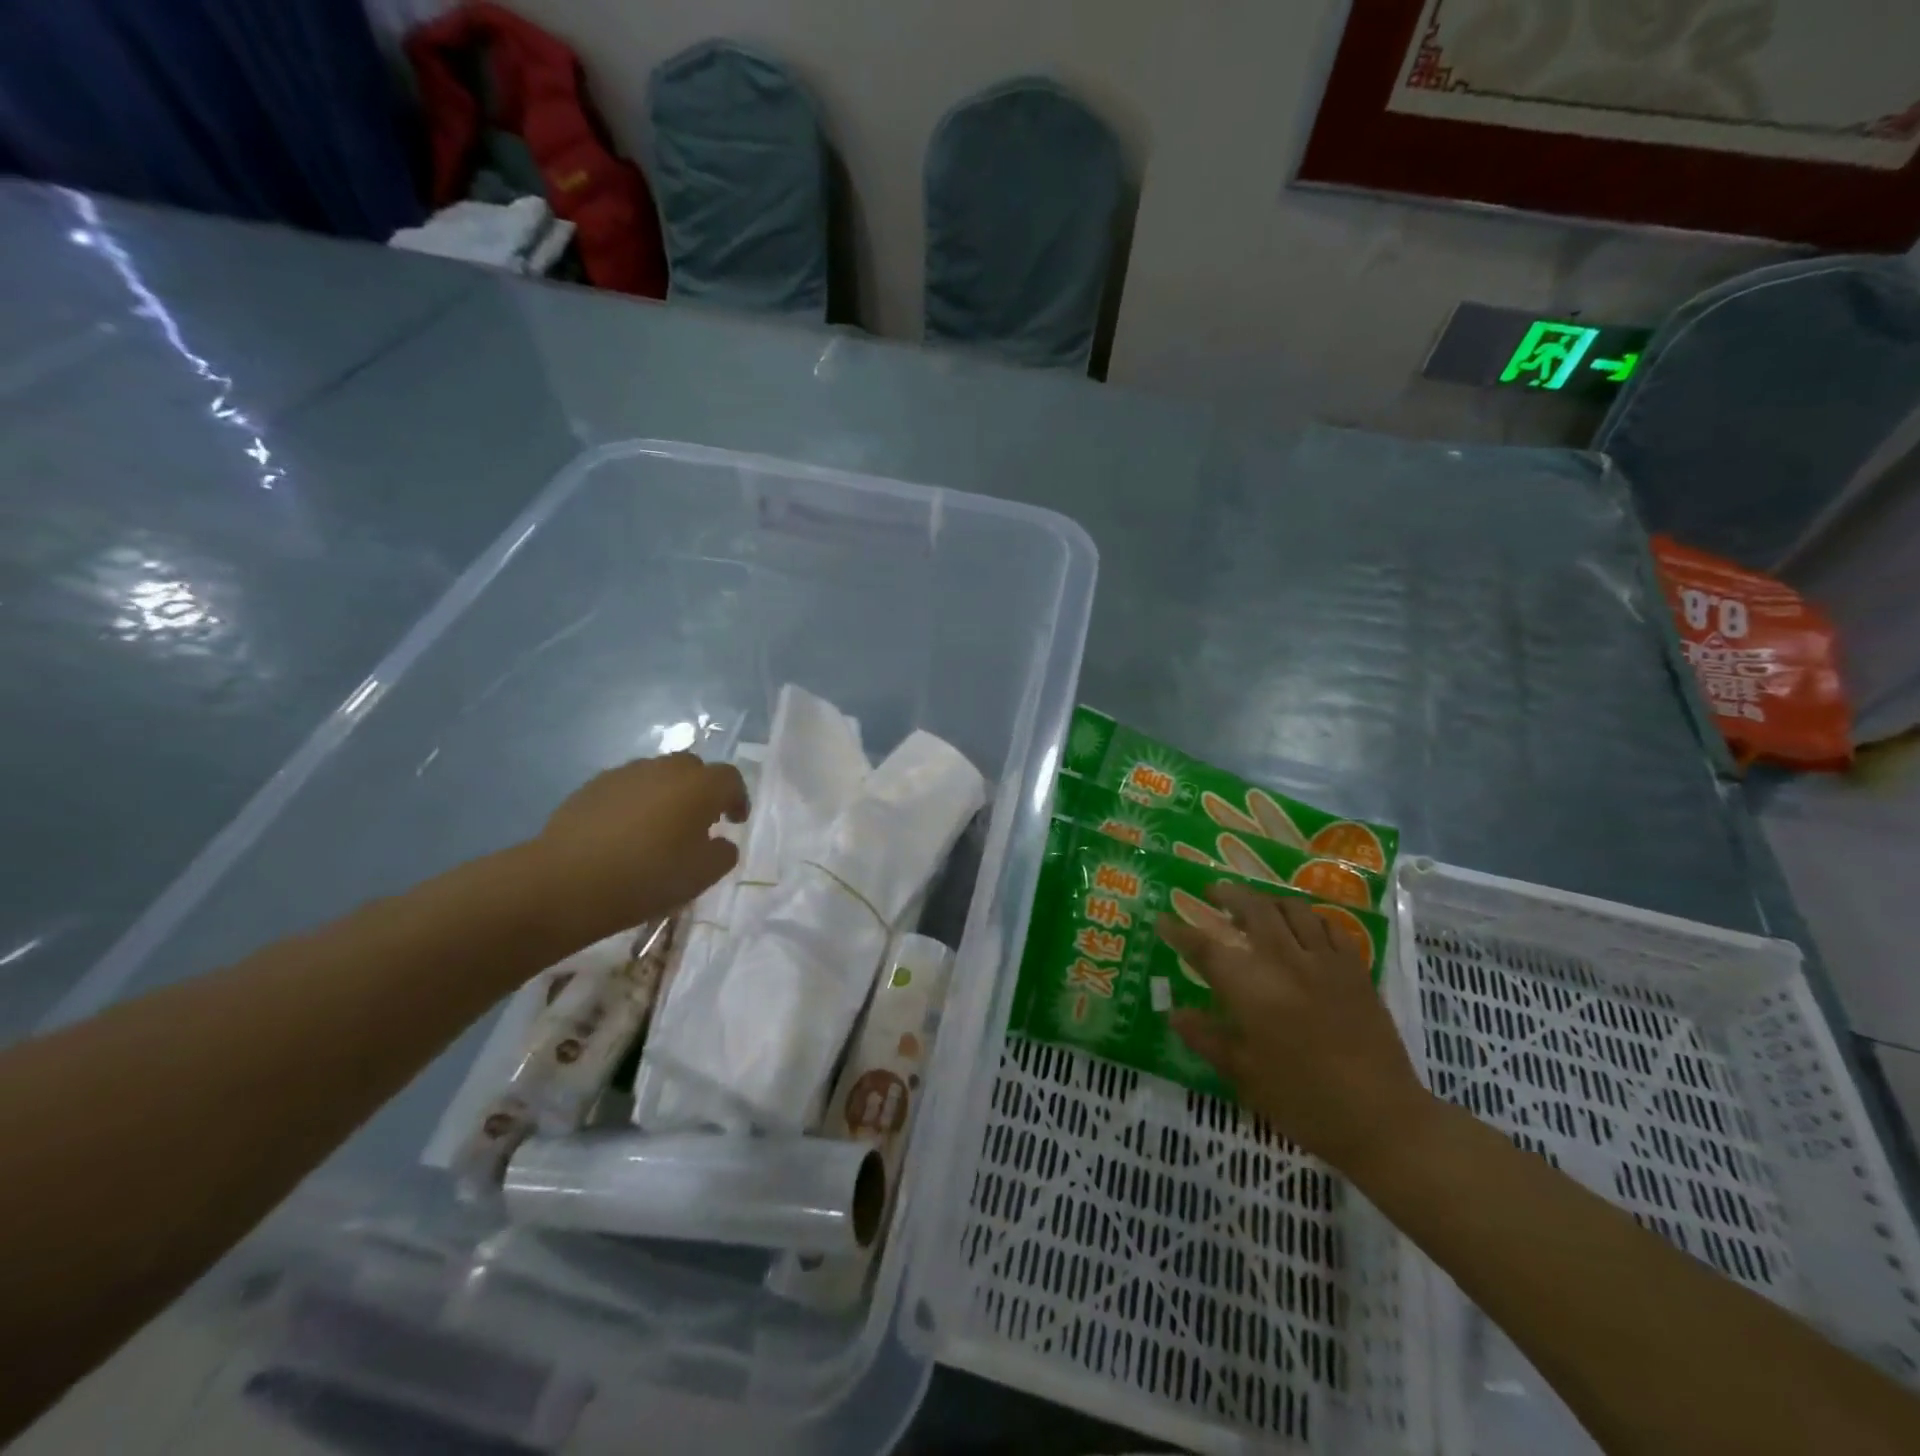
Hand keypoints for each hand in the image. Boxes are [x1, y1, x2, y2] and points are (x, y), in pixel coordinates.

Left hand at [526, 754, 748, 947]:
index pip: (730, 779)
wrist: (566, 882)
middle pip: (693, 769)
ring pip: (657, 776)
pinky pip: (627, 788)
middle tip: (699, 822)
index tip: (735, 822)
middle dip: (701, 791)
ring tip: (659, 828)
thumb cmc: (647, 877)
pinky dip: (635, 803)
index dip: (737, 799)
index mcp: (699, 786)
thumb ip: (723, 853)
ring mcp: (626, 773)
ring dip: (667, 795)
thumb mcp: (702, 876)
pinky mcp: (592, 786)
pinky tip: (625, 833)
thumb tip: (720, 841)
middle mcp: (665, 769)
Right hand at [1156, 882, 1428, 1171]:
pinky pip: (1329, 926)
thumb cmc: (1304, 1102)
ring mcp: (1325, 962)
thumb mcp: (1245, 1075)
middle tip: (1212, 893)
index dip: (1180, 931)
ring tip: (1255, 905)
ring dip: (1267, 900)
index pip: (1206, 948)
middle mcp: (1285, 962)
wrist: (1383, 1119)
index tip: (1163, 919)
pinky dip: (1309, 918)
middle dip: (1228, 895)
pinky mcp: (1355, 970)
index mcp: (1252, 990)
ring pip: (1292, 909)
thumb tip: (1174, 1012)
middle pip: (1252, 910)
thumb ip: (1207, 1038)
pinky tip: (1302, 927)